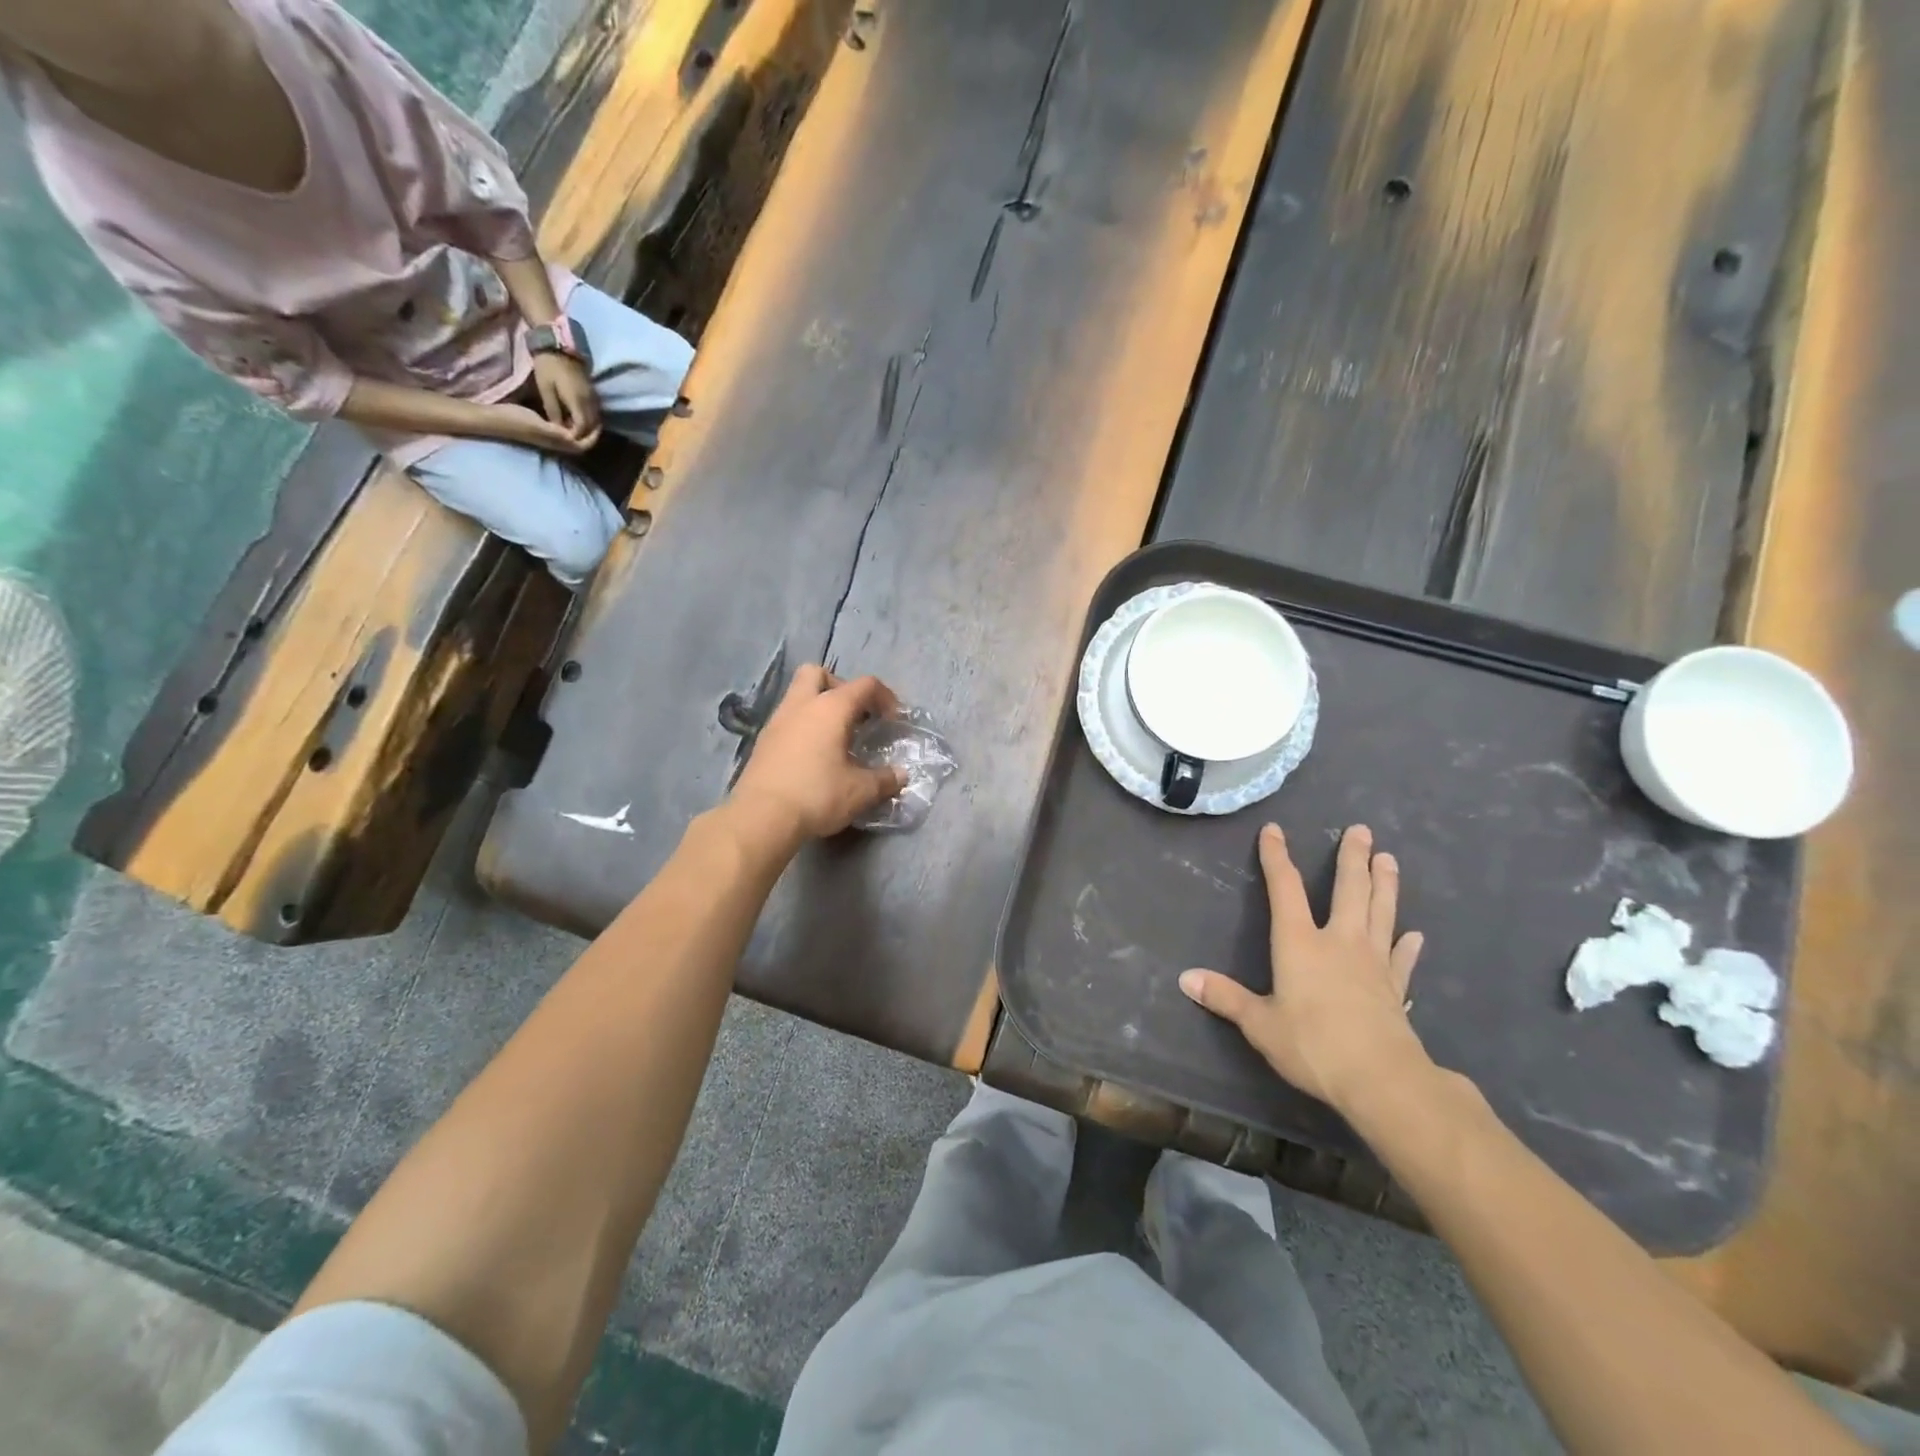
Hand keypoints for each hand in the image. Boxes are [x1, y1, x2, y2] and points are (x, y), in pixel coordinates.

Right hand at [491, 402, 594, 455]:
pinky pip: (562, 433)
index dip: (594, 437)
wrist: (492, 420)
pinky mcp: (541, 433)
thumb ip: (556, 432)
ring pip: (572, 439)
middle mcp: (555, 444)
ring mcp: (548, 439)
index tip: (599, 423)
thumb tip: (575, 436)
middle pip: (580, 444)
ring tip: (587, 417)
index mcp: (557, 443)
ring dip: (581, 430)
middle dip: (590, 434)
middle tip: (596, 419)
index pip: (583, 445)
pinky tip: (568, 415)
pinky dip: (570, 426)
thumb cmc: (514, 420)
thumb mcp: (538, 424)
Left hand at [532, 352, 601, 446]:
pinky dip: (588, 420)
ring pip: (596, 421)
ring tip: (573, 431)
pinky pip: (595, 412)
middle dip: (583, 435)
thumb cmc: (548, 366)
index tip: (565, 440)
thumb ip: (553, 410)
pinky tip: (576, 419)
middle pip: (592, 427)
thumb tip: (558, 427)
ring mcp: (593, 397)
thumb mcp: (545, 389)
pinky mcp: (593, 393)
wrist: (557, 345)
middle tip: (570, 439)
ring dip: (587, 428)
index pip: (582, 427)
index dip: (575, 436)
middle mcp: (590, 402)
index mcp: (578, 401)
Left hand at [728, 666, 908, 845]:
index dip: (885, 696)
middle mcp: (802, 705)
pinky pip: (786, 720)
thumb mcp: (860, 791)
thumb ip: (885, 779)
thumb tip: (900, 775)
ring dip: (818, 708)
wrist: (761, 817)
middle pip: (818, 673)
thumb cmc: (817, 795)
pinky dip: (802, 727)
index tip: (893, 719)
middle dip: (839, 686)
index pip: (864, 685)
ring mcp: (777, 721)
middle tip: (854, 715)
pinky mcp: (762, 741)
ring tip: (835, 738)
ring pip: (798, 696)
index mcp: (831, 708)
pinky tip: (812, 755)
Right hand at [1180, 824, 1428, 1111]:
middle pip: (1348, 890)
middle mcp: (1339, 942)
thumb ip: (1225, 998)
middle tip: (1361, 830)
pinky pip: (1401, 959)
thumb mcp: (1259, 1024)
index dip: (1276, 857)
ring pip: (1381, 912)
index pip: (1284, 889)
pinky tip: (1415, 935)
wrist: (1381, 1079)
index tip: (1274, 830)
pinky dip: (1407, 945)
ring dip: (1385, 884)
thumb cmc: (1313, 1045)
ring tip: (1388, 859)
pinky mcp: (1395, 987)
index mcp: (1299, 943)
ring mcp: (1373, 962)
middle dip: (1352, 858)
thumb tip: (1185, 979)